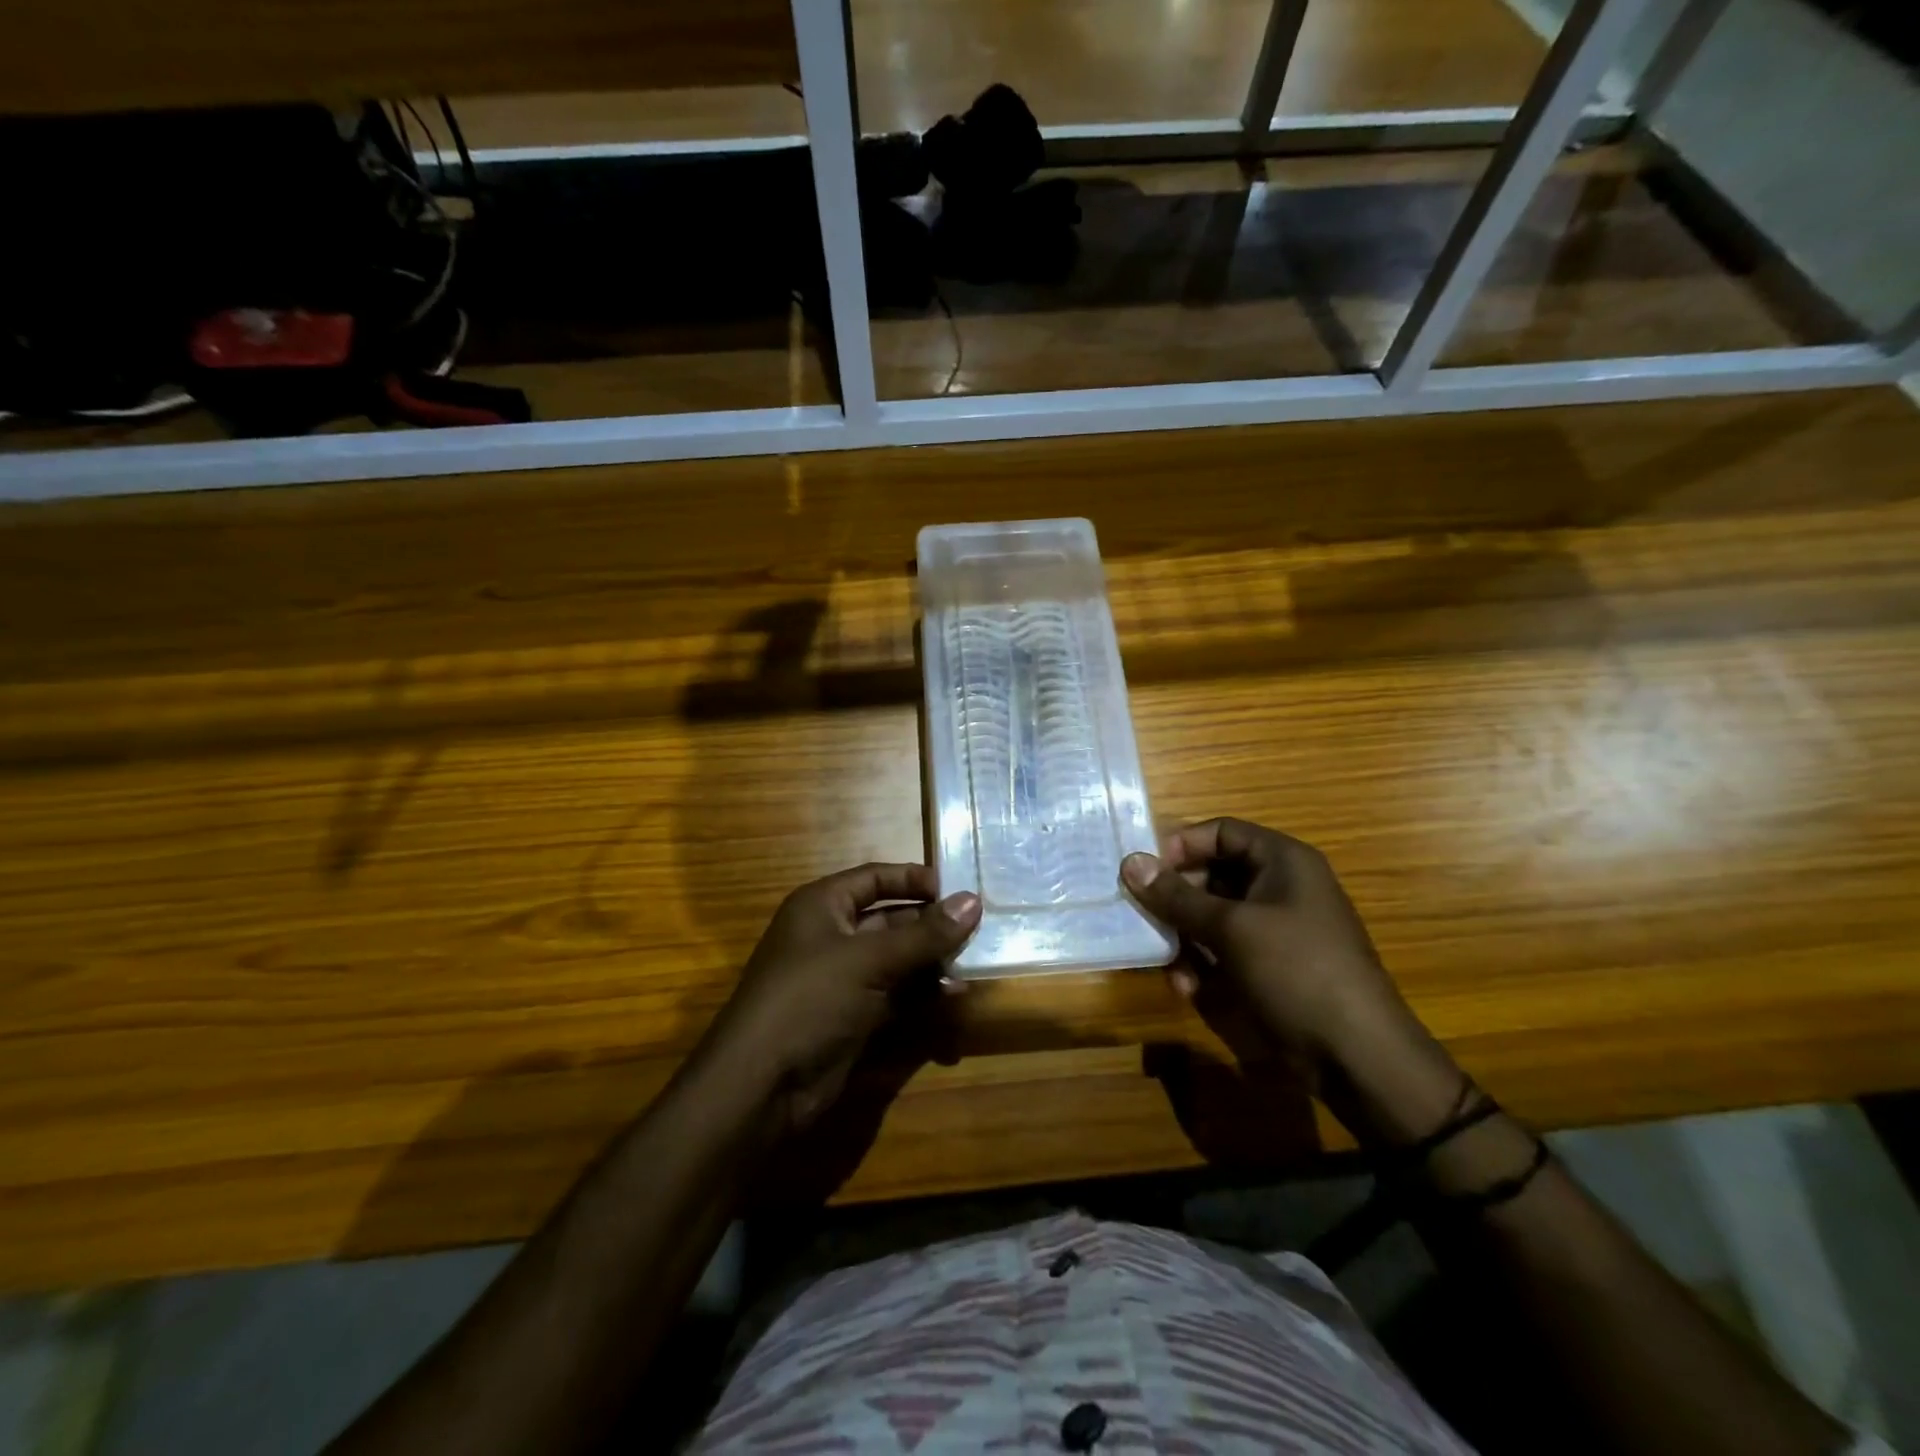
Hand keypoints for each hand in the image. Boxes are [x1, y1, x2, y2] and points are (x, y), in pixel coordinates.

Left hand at [699, 863, 980, 1132]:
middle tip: (980, 928)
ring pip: (897, 959)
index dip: (915, 879)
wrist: (762, 1086)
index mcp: (823, 906)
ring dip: (932, 961)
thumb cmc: (810, 999)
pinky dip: (923, 994)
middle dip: (931, 925)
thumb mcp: (870, 960)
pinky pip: (895, 994)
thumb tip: (973, 901)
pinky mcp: (853, 1016)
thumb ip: (925, 934)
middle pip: (890, 919)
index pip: (875, 878)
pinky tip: (954, 996)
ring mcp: (842, 979)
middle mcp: (832, 936)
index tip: (960, 889)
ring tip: (974, 963)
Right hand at [1121, 819, 1425, 1076]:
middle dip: (1177, 899)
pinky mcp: (1270, 966)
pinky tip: (1189, 989)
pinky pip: (1225, 950)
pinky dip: (1203, 964)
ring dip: (1185, 937)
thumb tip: (1130, 863)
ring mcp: (1276, 929)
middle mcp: (1279, 888)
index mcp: (1283, 862)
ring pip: (1213, 916)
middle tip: (1143, 916)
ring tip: (1168, 963)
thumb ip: (1177, 896)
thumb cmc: (1295, 970)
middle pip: (1213, 874)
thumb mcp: (1230, 928)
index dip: (1182, 845)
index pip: (1222, 832)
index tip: (1146, 870)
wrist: (1356, 1055)